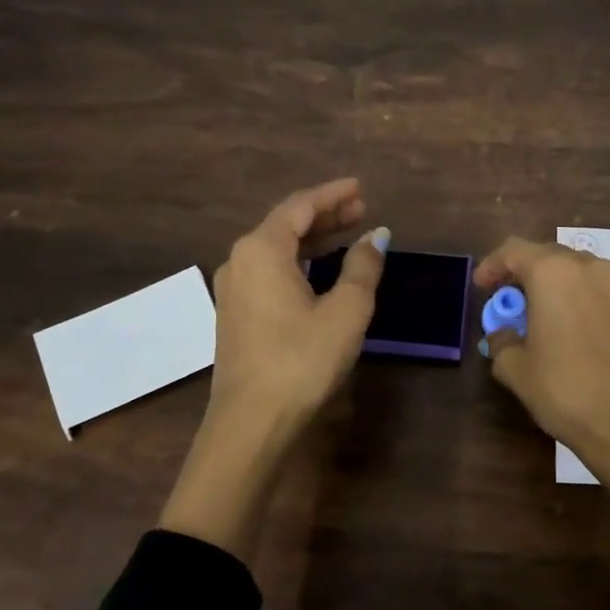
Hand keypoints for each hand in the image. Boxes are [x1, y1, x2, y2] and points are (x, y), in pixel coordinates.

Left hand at [159, 179, 385, 558]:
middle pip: (285, 225)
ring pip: (276, 250)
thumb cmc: (303, 359)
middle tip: (361, 210)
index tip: (360, 188)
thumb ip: (362, 267)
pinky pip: (269, 272)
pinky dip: (298, 263)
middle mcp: (240, 260)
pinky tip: (319, 272)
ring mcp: (233, 289)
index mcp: (262, 249)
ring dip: (312, 240)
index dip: (332, 194)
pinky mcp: (235, 315)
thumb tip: (376, 238)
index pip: (300, 205)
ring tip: (347, 235)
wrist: (252, 421)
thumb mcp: (346, 311)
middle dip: (324, 215)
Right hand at [474, 236, 609, 598]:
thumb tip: (505, 334)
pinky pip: (601, 294)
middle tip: (511, 303)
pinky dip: (582, 303)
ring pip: (579, 273)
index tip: (482, 287)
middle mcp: (590, 269)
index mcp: (554, 273)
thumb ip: (502, 341)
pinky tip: (575, 333)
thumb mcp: (516, 369)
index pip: (514, 250)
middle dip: (525, 275)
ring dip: (556, 288)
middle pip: (549, 256)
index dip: (492, 265)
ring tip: (543, 318)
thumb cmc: (564, 389)